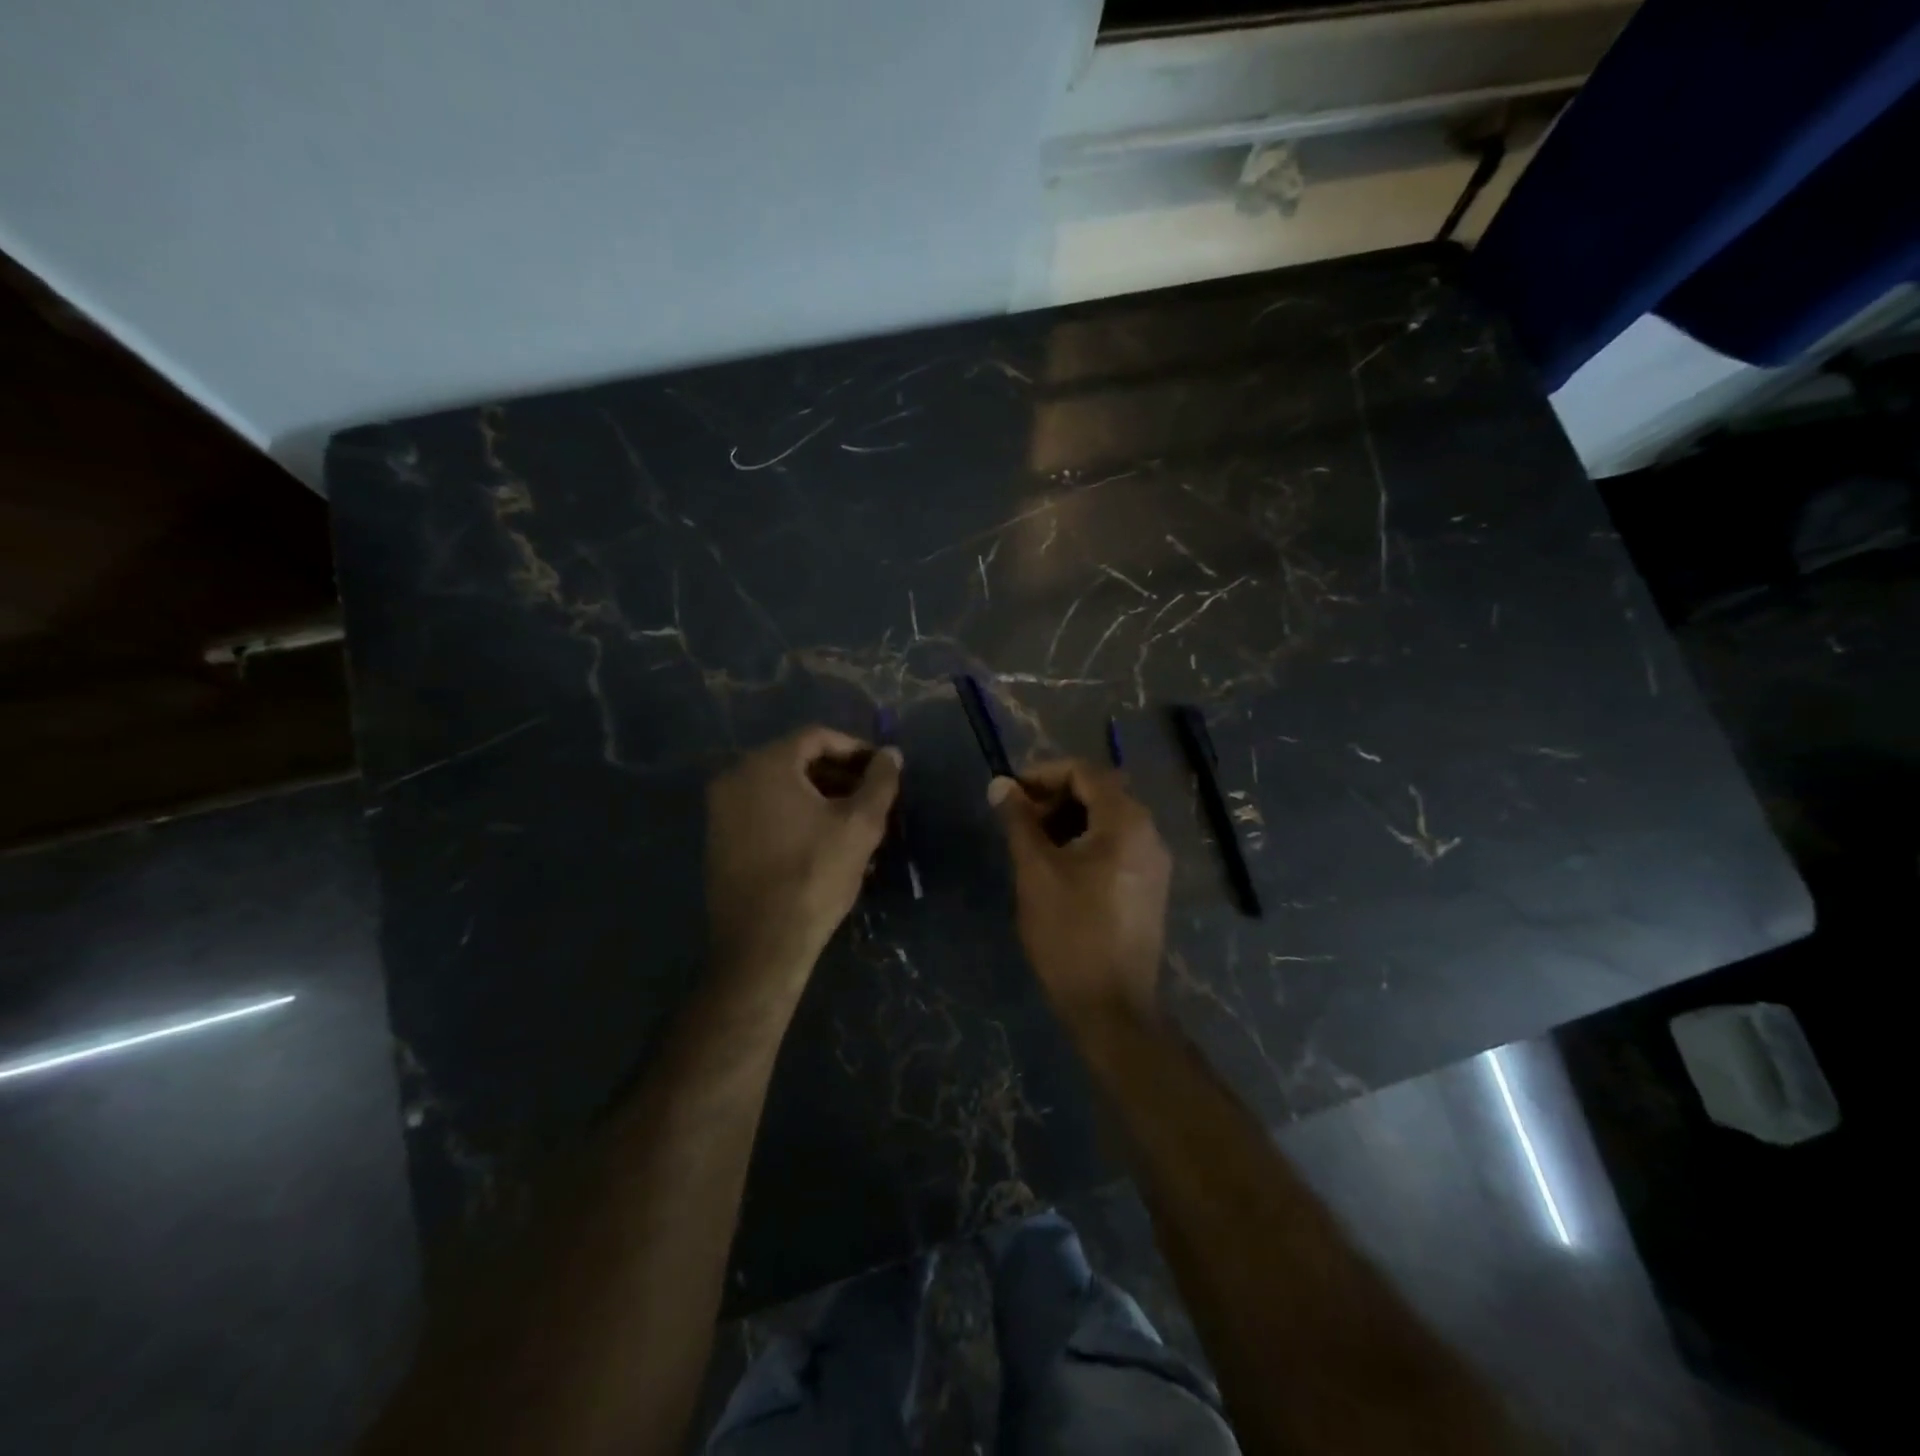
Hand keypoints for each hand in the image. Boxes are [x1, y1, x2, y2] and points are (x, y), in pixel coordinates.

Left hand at [706, 726, 901, 991]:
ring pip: (781, 789)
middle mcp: (735, 778)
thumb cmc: (814, 875)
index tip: (882, 770)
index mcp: (766, 765)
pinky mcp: (719, 840)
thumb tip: (891, 754)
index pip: (817, 737)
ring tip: (855, 824)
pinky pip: (764, 812)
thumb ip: (880, 781)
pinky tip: (824, 843)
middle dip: (840, 776)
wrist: (761, 944)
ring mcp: (721, 811)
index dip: (856, 749)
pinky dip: (796, 817)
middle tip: (872, 798)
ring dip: (821, 798)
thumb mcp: (860, 825)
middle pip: (797, 761)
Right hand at [989, 760, 1170, 1023]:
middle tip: (1018, 821)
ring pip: (1106, 821)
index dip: (1043, 774)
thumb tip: (1000, 784)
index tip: (1009, 793)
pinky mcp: (1148, 887)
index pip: (1084, 772)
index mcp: (1126, 822)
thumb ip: (1018, 821)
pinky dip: (1084, 843)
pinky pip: (1115, 847)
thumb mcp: (1036, 870)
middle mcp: (1149, 834)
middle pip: (1099, 793)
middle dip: (1054, 798)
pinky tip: (1056, 867)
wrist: (1111, 1005)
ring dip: (1067, 821)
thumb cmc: (1070, 932)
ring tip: (1031, 844)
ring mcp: (1152, 863)